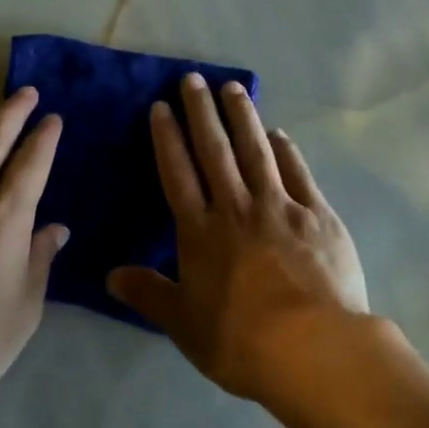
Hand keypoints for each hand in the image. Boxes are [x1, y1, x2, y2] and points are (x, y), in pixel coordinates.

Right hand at [107, 73, 370, 404]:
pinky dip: (286, 150)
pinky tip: (279, 133)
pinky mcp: (318, 214)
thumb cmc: (242, 341)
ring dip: (242, 117)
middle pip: (215, 150)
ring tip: (232, 87)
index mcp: (201, 232)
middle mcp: (237, 208)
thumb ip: (149, 295)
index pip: (178, 173)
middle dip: (201, 112)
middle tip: (193, 79)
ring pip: (256, 151)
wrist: (314, 348)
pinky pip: (297, 173)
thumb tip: (110, 275)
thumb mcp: (185, 326)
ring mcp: (280, 206)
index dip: (168, 138)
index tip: (162, 107)